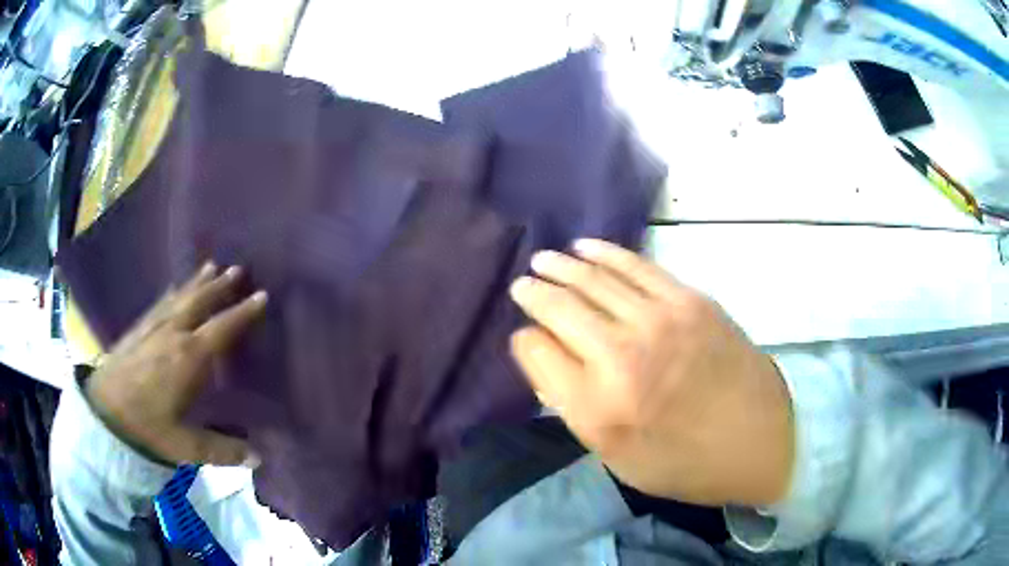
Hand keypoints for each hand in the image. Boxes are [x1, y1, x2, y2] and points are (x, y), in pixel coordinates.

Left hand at [85, 262, 267, 466]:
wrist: (103, 411)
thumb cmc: (145, 427)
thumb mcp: (185, 446)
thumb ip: (221, 450)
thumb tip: (259, 458)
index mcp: (188, 359)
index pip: (221, 329)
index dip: (242, 313)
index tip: (261, 295)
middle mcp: (173, 334)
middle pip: (199, 302)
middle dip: (220, 286)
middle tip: (238, 269)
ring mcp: (153, 327)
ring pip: (180, 297)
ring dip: (197, 282)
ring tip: (211, 266)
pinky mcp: (138, 329)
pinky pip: (160, 303)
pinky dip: (172, 292)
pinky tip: (174, 288)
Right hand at [509, 240, 793, 506]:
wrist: (759, 440)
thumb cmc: (684, 462)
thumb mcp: (616, 458)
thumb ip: (574, 408)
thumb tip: (547, 360)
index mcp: (595, 407)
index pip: (536, 351)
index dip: (526, 342)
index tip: (528, 340)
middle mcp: (619, 357)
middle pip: (559, 308)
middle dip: (534, 293)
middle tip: (522, 285)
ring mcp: (658, 321)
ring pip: (593, 280)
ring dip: (562, 267)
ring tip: (543, 260)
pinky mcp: (689, 300)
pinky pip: (636, 266)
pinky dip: (605, 254)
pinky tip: (585, 247)